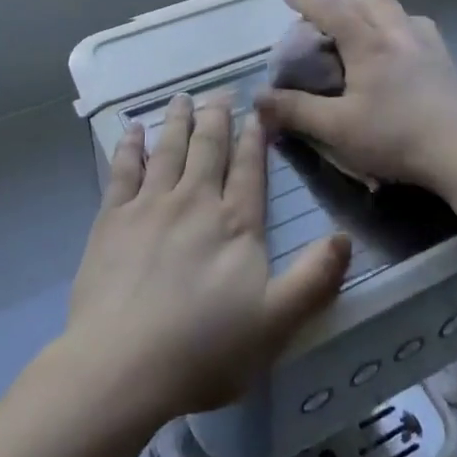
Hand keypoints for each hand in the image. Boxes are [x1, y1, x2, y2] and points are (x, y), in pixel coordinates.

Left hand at [65, 92, 349, 425]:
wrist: (121, 365)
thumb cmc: (204, 349)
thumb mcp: (276, 323)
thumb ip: (314, 279)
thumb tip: (344, 237)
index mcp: (235, 224)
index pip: (249, 169)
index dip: (255, 139)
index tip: (258, 112)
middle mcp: (194, 202)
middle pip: (208, 148)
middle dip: (217, 116)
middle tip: (220, 91)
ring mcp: (149, 206)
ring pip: (168, 150)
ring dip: (177, 121)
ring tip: (181, 98)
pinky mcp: (111, 219)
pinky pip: (123, 170)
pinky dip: (130, 147)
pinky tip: (132, 131)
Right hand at [254, 0, 456, 201]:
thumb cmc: (397, 135)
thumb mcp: (337, 128)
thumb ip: (295, 111)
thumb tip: (258, 99)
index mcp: (369, 44)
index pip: (332, 11)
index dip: (308, 2)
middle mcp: (399, 35)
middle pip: (369, 2)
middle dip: (344, 2)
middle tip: (328, 15)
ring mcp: (429, 47)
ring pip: (399, 12)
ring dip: (376, 10)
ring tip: (365, 26)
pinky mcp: (449, 65)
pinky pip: (420, 30)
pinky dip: (402, 28)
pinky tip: (403, 49)